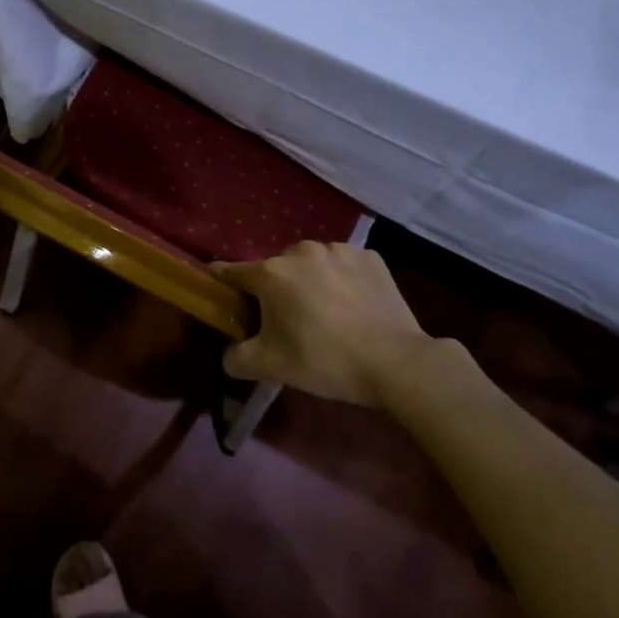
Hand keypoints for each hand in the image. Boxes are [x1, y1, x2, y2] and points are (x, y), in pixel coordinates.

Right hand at [213, 242, 478, 408]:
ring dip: (311, 282)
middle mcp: (302, 251)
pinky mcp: (371, 257)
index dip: (223, 285)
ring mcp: (340, 250)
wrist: (395, 363)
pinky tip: (353, 307)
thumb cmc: (324, 360)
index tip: (223, 297)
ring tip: (325, 313)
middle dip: (276, 290)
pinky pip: (344, 266)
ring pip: (312, 264)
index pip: (232, 272)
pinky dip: (343, 281)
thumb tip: (229, 354)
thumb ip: (236, 358)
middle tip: (286, 322)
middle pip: (276, 269)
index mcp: (272, 272)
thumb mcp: (270, 367)